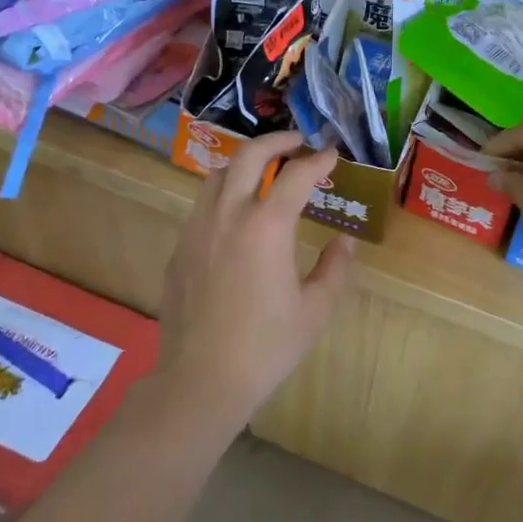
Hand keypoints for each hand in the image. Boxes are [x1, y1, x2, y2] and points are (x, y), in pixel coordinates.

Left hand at [159, 132, 354, 422]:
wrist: (201, 380)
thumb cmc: (267, 347)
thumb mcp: (315, 310)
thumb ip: (335, 268)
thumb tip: (343, 242)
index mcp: (266, 227)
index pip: (296, 176)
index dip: (318, 161)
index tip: (331, 155)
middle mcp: (228, 216)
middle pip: (248, 156)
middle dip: (276, 141)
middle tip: (296, 142)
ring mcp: (197, 230)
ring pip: (217, 175)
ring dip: (244, 164)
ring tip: (264, 172)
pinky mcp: (179, 250)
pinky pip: (202, 206)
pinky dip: (223, 194)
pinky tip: (236, 218)